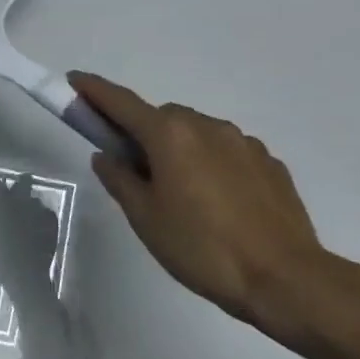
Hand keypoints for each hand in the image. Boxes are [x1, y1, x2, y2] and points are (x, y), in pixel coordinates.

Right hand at [69, 72, 328, 334]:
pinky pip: (226, 152)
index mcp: (170, 135)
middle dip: (142, 133)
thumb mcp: (145, 217)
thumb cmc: (201, 247)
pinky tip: (215, 202)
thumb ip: (120, 180)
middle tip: (133, 170)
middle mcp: (207, 126)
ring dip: (179, 149)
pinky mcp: (269, 163)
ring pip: (197, 133)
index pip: (121, 103)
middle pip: (162, 117)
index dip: (94, 90)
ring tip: (180, 195)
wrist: (285, 278)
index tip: (74, 80)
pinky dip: (210, 164)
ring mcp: (243, 142)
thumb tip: (107, 156)